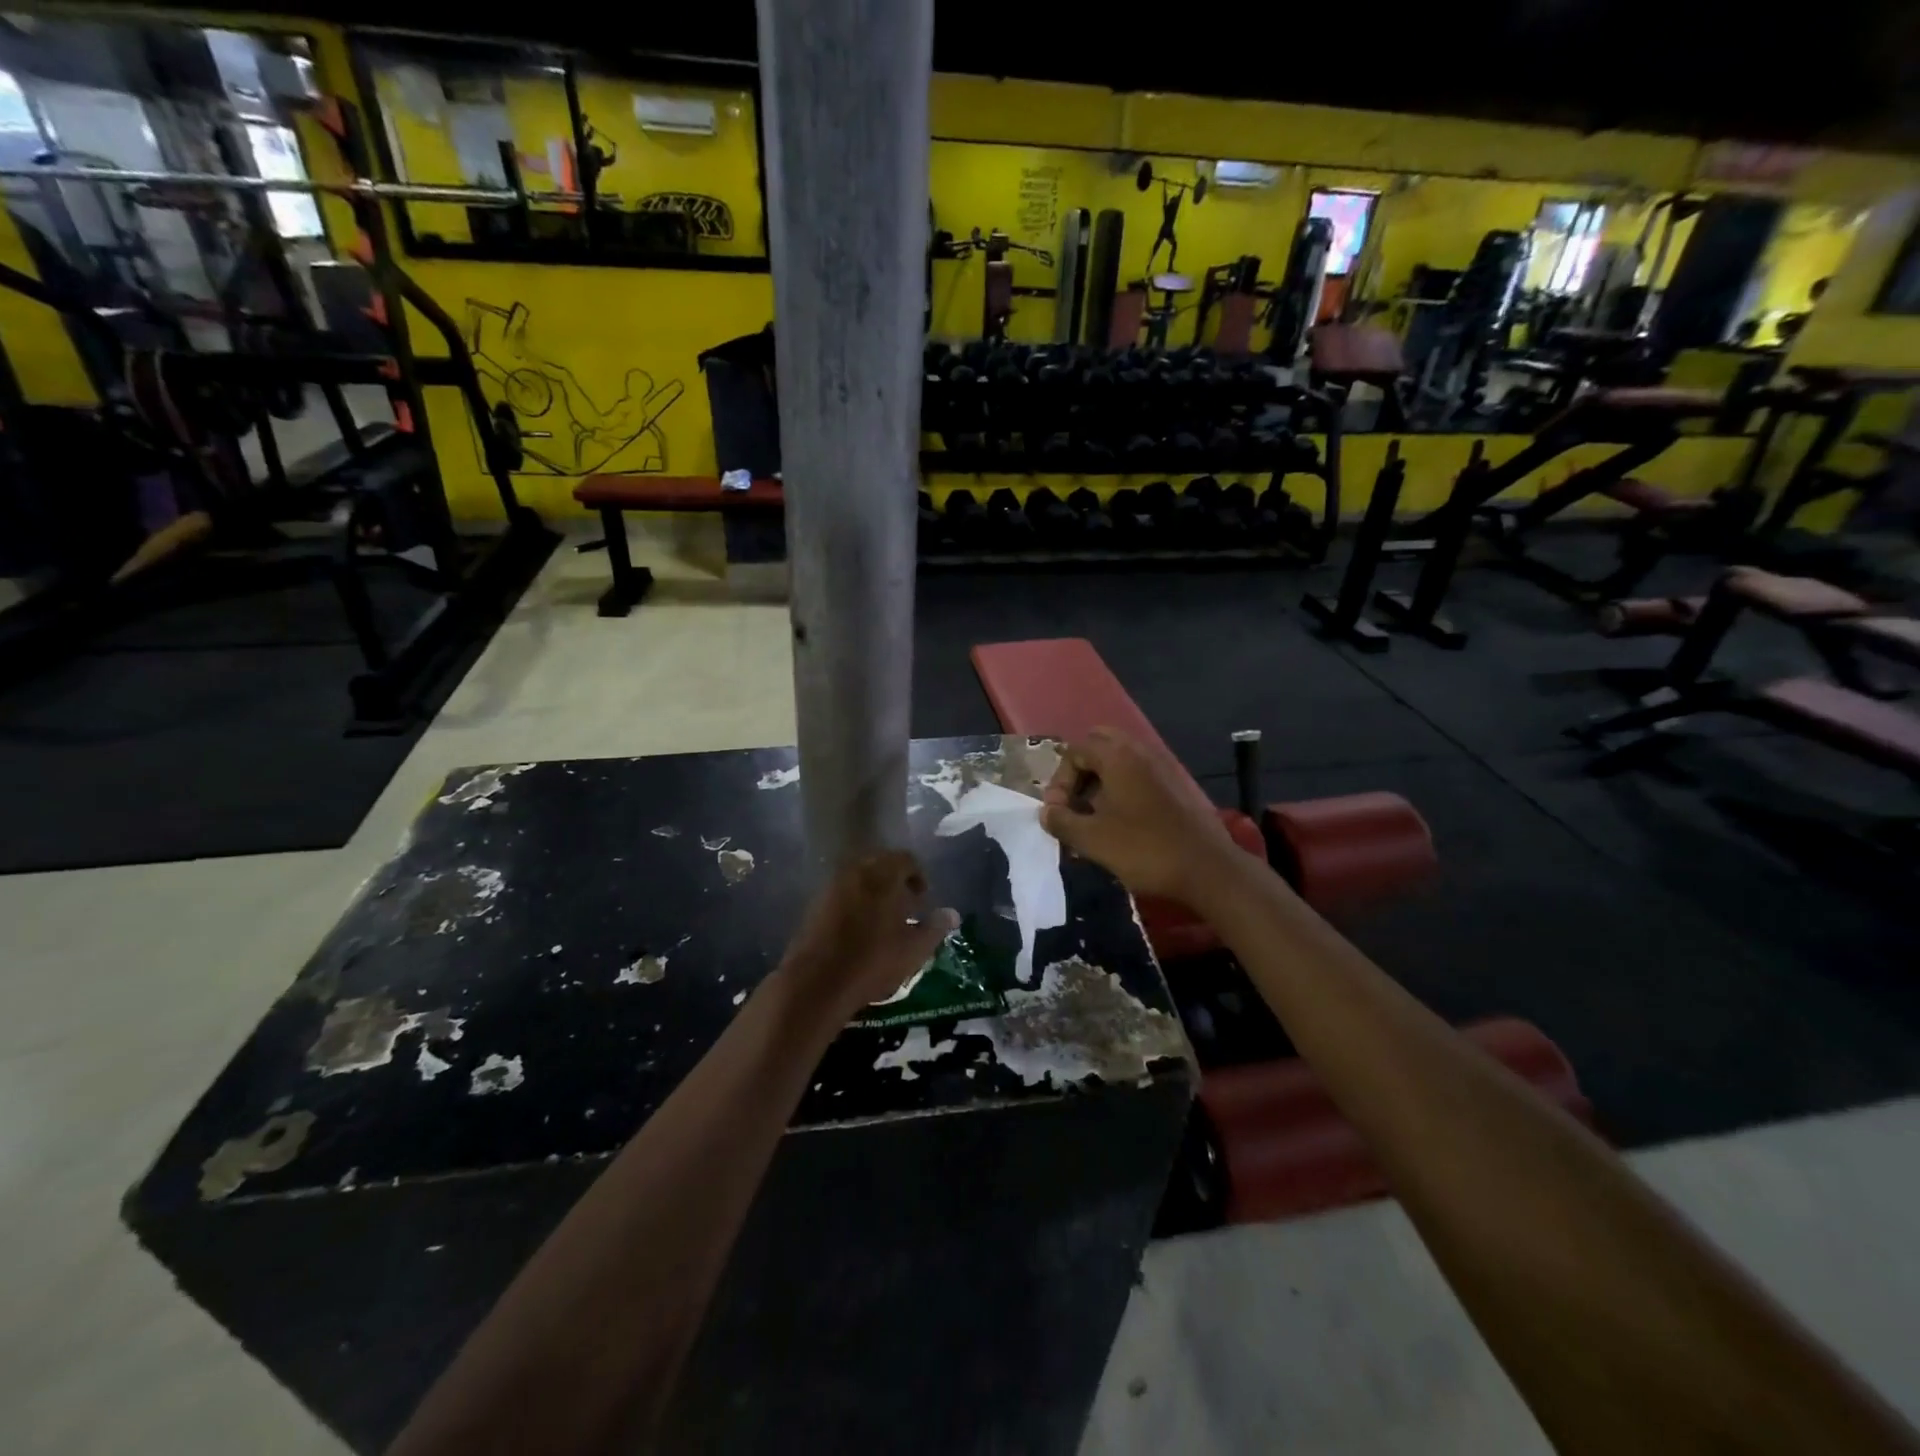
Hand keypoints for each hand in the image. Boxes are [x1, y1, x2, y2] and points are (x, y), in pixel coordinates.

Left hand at [777, 851, 958, 1019]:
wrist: (817, 982)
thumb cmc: (873, 961)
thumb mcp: (914, 949)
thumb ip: (936, 927)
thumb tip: (952, 913)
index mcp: (883, 874)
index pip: (906, 859)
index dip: (918, 876)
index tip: (923, 899)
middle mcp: (856, 871)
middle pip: (881, 864)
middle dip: (896, 881)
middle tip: (906, 907)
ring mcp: (832, 886)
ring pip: (859, 878)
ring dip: (874, 891)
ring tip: (884, 920)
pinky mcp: (815, 904)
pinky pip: (842, 893)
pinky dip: (855, 901)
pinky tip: (860, 929)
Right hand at [1040, 728, 1237, 901]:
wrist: (1207, 869)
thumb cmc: (1144, 849)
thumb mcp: (1092, 840)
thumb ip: (1062, 821)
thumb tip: (1047, 812)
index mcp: (1117, 757)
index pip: (1076, 750)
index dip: (1060, 780)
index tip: (1059, 811)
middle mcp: (1140, 752)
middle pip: (1100, 743)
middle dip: (1081, 770)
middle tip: (1075, 802)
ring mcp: (1163, 766)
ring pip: (1122, 758)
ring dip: (1102, 779)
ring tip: (1094, 815)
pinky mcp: (1177, 785)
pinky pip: (1140, 773)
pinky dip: (1123, 787)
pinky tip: (1121, 821)